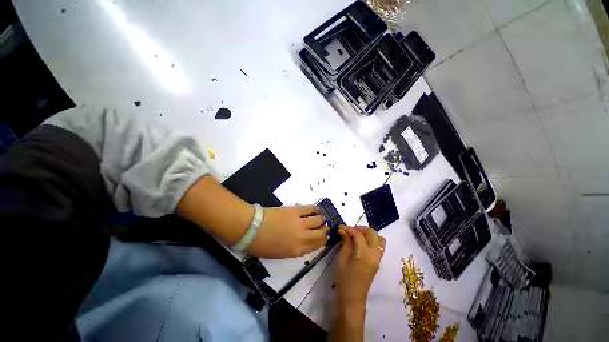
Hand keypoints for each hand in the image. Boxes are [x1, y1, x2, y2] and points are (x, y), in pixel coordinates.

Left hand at [246, 205, 328, 257]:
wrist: (252, 228)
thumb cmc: (262, 245)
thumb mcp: (279, 253)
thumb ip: (293, 249)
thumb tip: (302, 242)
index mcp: (297, 250)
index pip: (316, 246)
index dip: (323, 242)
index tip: (325, 239)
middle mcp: (302, 237)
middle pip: (319, 234)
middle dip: (324, 231)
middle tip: (326, 228)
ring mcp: (300, 222)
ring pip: (317, 221)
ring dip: (321, 220)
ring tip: (322, 219)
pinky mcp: (295, 211)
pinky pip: (309, 209)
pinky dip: (314, 209)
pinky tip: (316, 209)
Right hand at [335, 226, 385, 305]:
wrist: (352, 298)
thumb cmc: (343, 279)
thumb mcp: (341, 259)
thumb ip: (345, 242)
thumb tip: (343, 230)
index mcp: (364, 254)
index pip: (358, 234)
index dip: (348, 228)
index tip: (340, 227)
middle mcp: (374, 255)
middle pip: (372, 233)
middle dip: (360, 228)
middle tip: (349, 230)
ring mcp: (378, 258)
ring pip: (378, 238)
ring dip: (368, 233)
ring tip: (356, 235)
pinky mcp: (378, 262)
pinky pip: (379, 246)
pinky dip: (372, 240)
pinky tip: (361, 243)